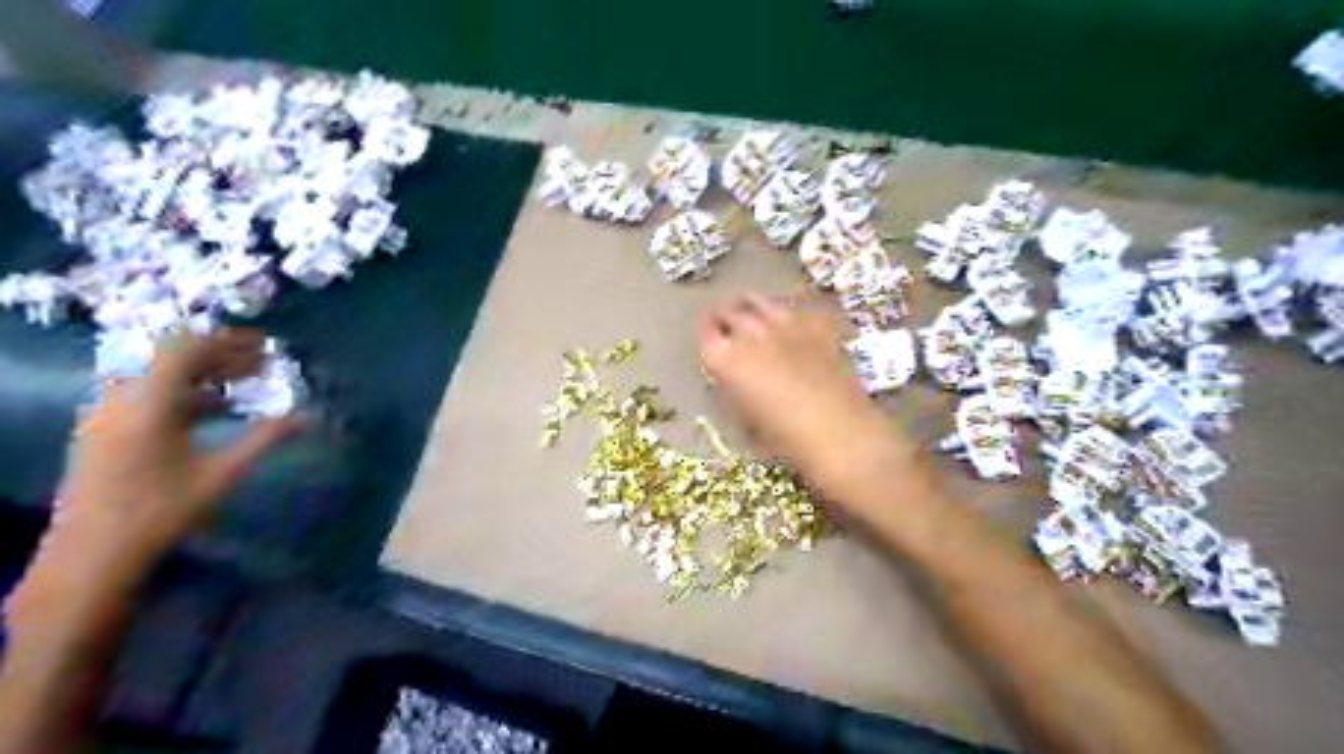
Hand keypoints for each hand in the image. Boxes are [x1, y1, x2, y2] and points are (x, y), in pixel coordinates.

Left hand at [6, 331, 299, 625]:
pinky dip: (185, 392)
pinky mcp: (105, 431)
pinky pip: (148, 395)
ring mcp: (107, 416)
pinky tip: (216, 408)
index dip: (226, 342)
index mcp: (147, 405)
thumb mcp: (223, 474)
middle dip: (220, 356)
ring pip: (160, 377)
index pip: (184, 351)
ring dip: (204, 374)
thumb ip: (264, 438)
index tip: (263, 345)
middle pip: (171, 359)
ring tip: (244, 381)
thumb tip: (307, 416)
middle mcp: (121, 401)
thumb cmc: (162, 511)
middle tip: (261, 362)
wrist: (94, 554)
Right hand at [693, 294, 913, 500]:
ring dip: (753, 306)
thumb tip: (737, 377)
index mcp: (726, 360)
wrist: (842, 436)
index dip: (706, 333)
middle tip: (726, 322)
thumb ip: (736, 390)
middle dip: (725, 314)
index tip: (709, 337)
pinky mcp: (819, 324)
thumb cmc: (787, 442)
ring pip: (761, 301)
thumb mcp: (748, 421)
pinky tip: (794, 322)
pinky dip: (789, 311)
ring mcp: (787, 324)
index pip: (706, 333)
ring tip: (756, 315)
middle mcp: (751, 333)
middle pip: (730, 309)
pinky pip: (797, 307)